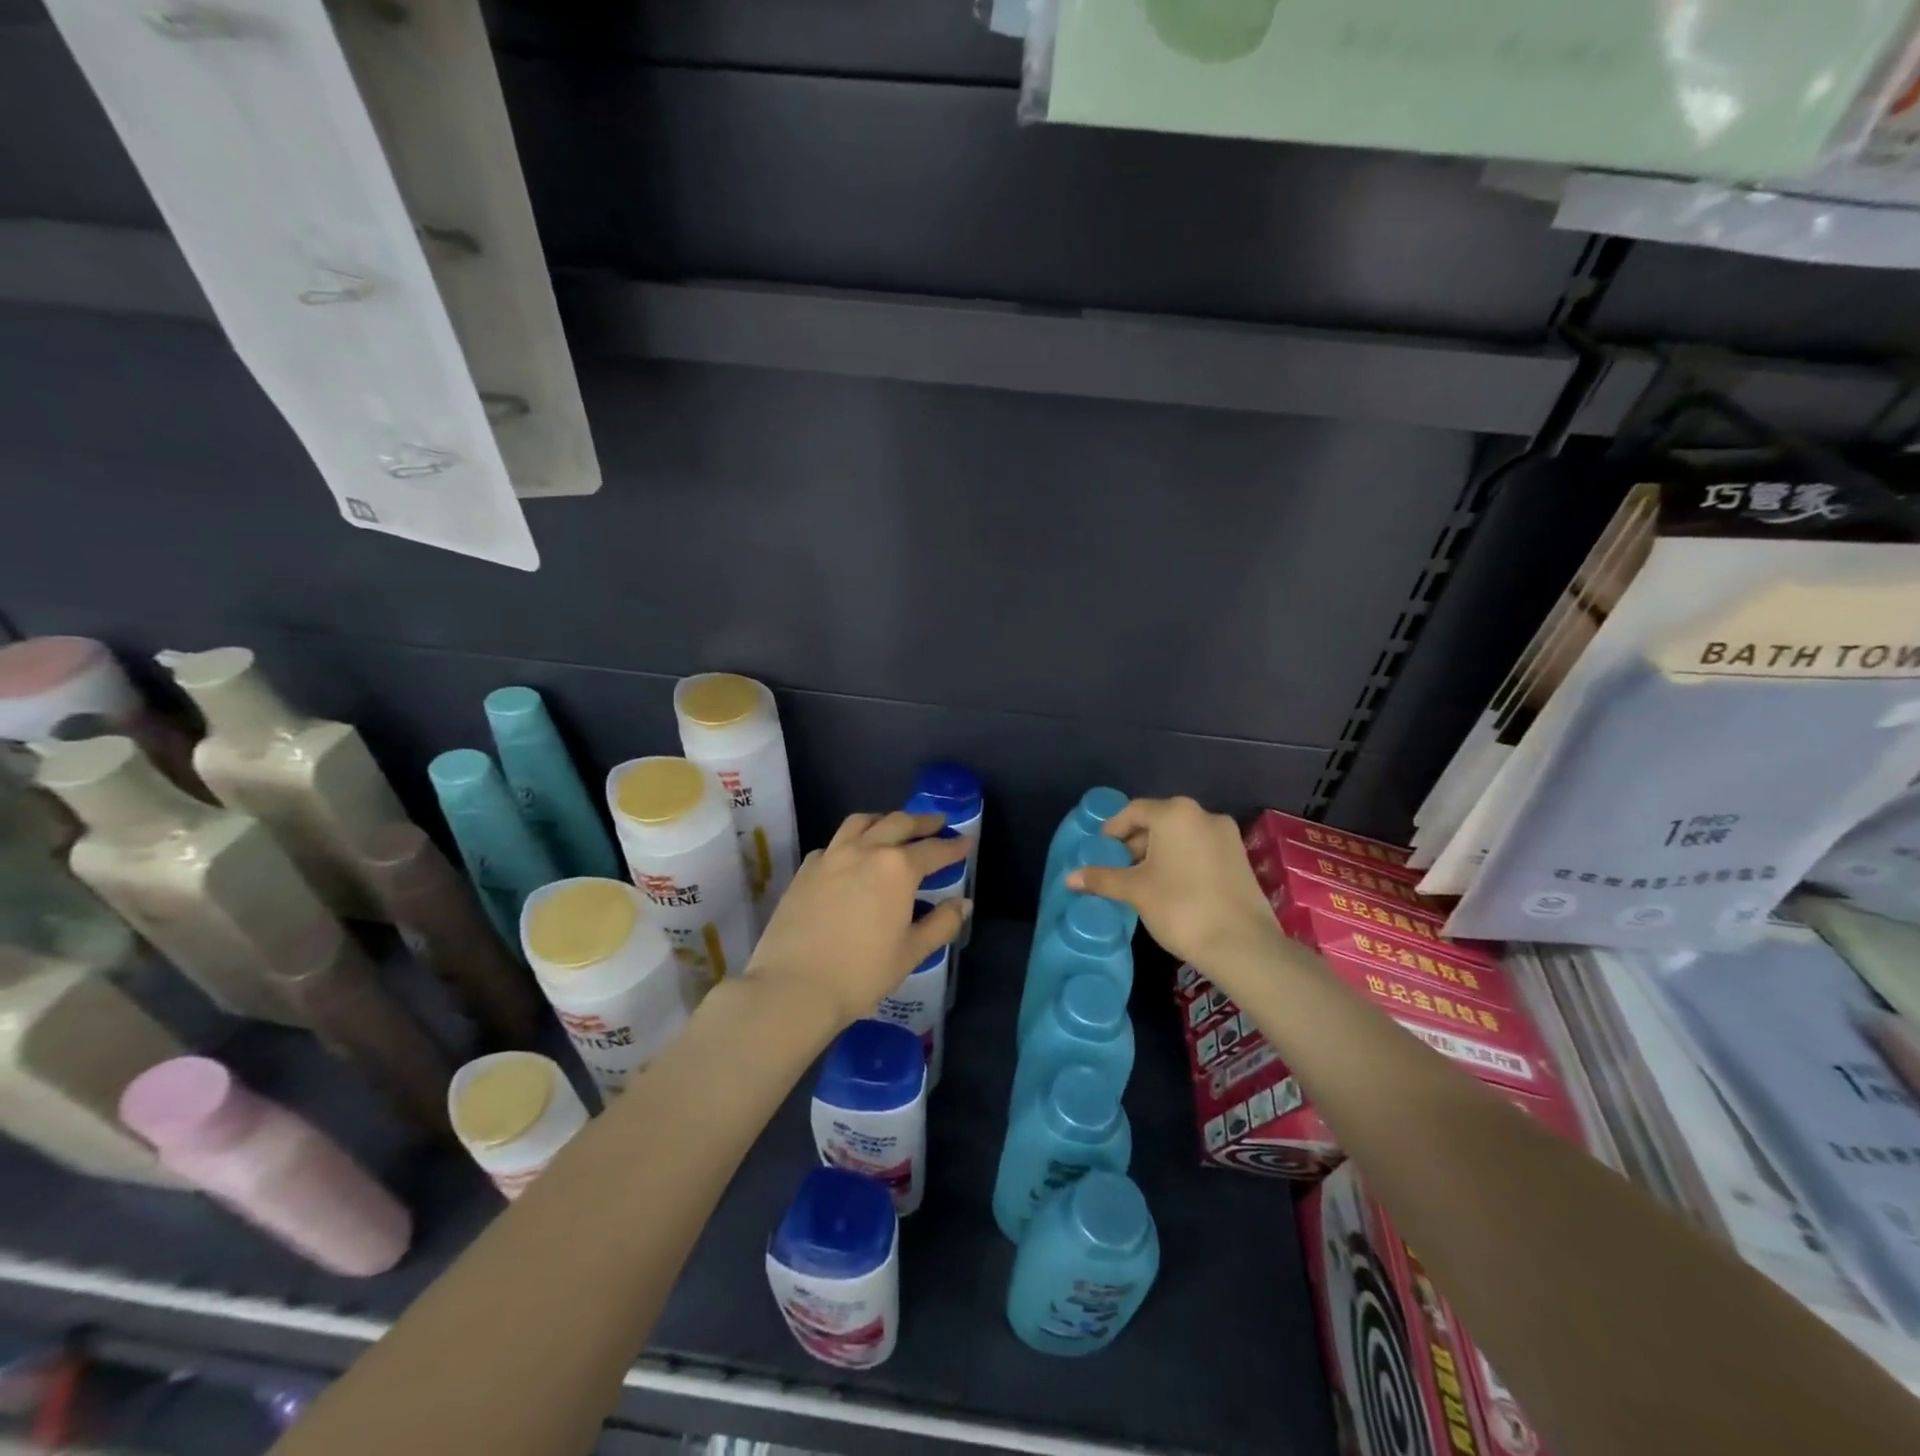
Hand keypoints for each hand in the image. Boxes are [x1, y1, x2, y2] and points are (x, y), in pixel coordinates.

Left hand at [746, 810, 970, 1029]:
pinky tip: (851, 856)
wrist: (792, 987)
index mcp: (897, 869)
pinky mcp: (805, 869)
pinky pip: (833, 843)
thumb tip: (963, 903)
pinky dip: (850, 841)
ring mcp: (831, 856)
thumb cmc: (861, 974)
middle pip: (898, 823)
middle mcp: (865, 850)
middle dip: (922, 823)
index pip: (934, 850)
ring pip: (861, 822)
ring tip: (893, 827)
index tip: (967, 842)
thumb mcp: (911, 953)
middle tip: (937, 824)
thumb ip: (941, 924)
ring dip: (884, 820)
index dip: (954, 846)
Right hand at [1067, 796, 1280, 971]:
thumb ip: (1102, 878)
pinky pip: (1199, 849)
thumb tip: (1069, 878)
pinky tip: (1169, 886)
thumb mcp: (1134, 891)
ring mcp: (1226, 836)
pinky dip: (1180, 860)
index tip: (1099, 850)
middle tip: (1117, 867)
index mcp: (1175, 813)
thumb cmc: (1180, 907)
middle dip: (1135, 842)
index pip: (1134, 811)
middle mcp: (1203, 815)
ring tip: (1140, 880)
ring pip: (1180, 836)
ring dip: (1157, 852)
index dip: (1112, 830)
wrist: (1242, 944)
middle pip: (1158, 821)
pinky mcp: (1239, 857)